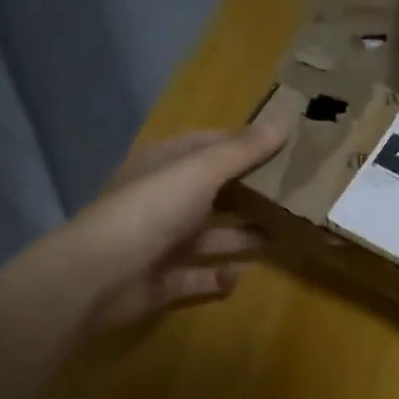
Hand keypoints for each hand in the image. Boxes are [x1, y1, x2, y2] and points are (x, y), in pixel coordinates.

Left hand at [53, 123, 285, 333]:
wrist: (100, 277)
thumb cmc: (151, 209)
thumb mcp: (201, 170)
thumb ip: (244, 149)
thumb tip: (286, 117)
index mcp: (166, 164)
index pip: (212, 145)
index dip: (247, 143)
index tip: (289, 145)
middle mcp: (166, 199)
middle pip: (217, 191)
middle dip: (253, 192)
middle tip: (299, 192)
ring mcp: (165, 242)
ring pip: (215, 236)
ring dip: (245, 235)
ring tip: (286, 233)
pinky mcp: (168, 281)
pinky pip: (203, 277)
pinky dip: (222, 277)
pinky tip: (239, 274)